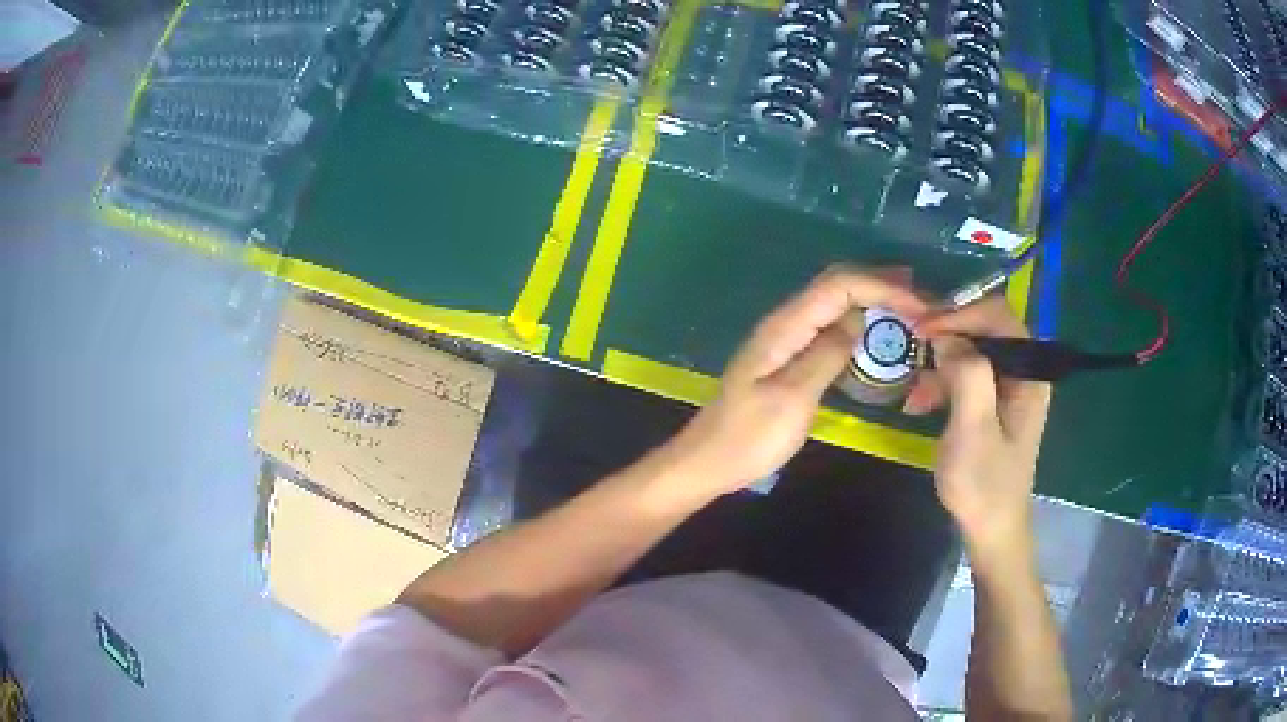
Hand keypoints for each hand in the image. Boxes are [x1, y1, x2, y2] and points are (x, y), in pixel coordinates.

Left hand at [665, 266, 927, 495]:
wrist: (707, 461)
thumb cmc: (749, 438)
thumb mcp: (793, 399)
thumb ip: (826, 354)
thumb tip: (860, 321)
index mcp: (785, 326)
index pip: (839, 285)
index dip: (881, 286)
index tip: (919, 306)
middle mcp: (785, 322)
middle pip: (836, 285)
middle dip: (880, 284)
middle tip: (922, 298)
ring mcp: (785, 339)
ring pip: (833, 303)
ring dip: (871, 299)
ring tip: (909, 308)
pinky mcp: (787, 358)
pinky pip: (828, 326)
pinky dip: (857, 322)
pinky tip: (875, 334)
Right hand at [910, 298, 1050, 556]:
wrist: (991, 531)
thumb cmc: (984, 484)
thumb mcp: (973, 429)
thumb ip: (967, 374)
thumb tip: (947, 336)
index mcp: (1029, 374)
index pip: (998, 316)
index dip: (960, 314)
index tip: (922, 329)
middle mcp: (1023, 373)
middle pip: (985, 329)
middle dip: (947, 337)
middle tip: (913, 348)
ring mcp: (1009, 389)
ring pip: (973, 352)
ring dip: (940, 365)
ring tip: (913, 393)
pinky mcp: (994, 405)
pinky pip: (967, 376)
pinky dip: (943, 384)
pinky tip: (920, 404)